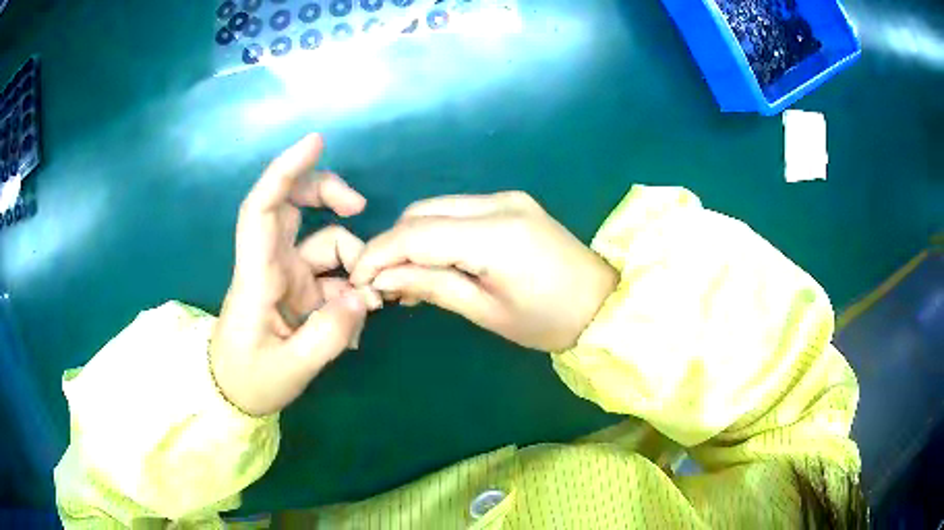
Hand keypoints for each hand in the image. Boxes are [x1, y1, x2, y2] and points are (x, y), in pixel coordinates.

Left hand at [211, 134, 381, 416]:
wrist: (233, 394)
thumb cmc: (249, 381)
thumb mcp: (291, 369)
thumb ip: (328, 336)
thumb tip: (364, 298)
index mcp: (257, 276)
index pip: (262, 208)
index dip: (285, 170)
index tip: (316, 143)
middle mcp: (271, 264)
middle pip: (292, 204)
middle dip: (327, 194)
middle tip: (359, 208)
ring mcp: (286, 275)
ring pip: (324, 241)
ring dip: (353, 264)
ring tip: (369, 307)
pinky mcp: (298, 289)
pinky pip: (333, 273)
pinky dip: (351, 289)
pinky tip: (355, 321)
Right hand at [350, 192, 617, 350]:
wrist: (604, 304)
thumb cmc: (549, 321)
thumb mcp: (486, 312)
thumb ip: (431, 286)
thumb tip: (383, 277)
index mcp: (494, 235)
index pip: (416, 233)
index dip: (379, 254)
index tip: (358, 279)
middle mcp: (498, 203)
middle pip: (422, 213)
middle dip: (393, 245)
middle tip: (384, 284)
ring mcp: (507, 198)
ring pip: (437, 209)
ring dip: (413, 238)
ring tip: (406, 279)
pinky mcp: (512, 203)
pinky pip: (459, 212)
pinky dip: (437, 233)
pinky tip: (435, 262)